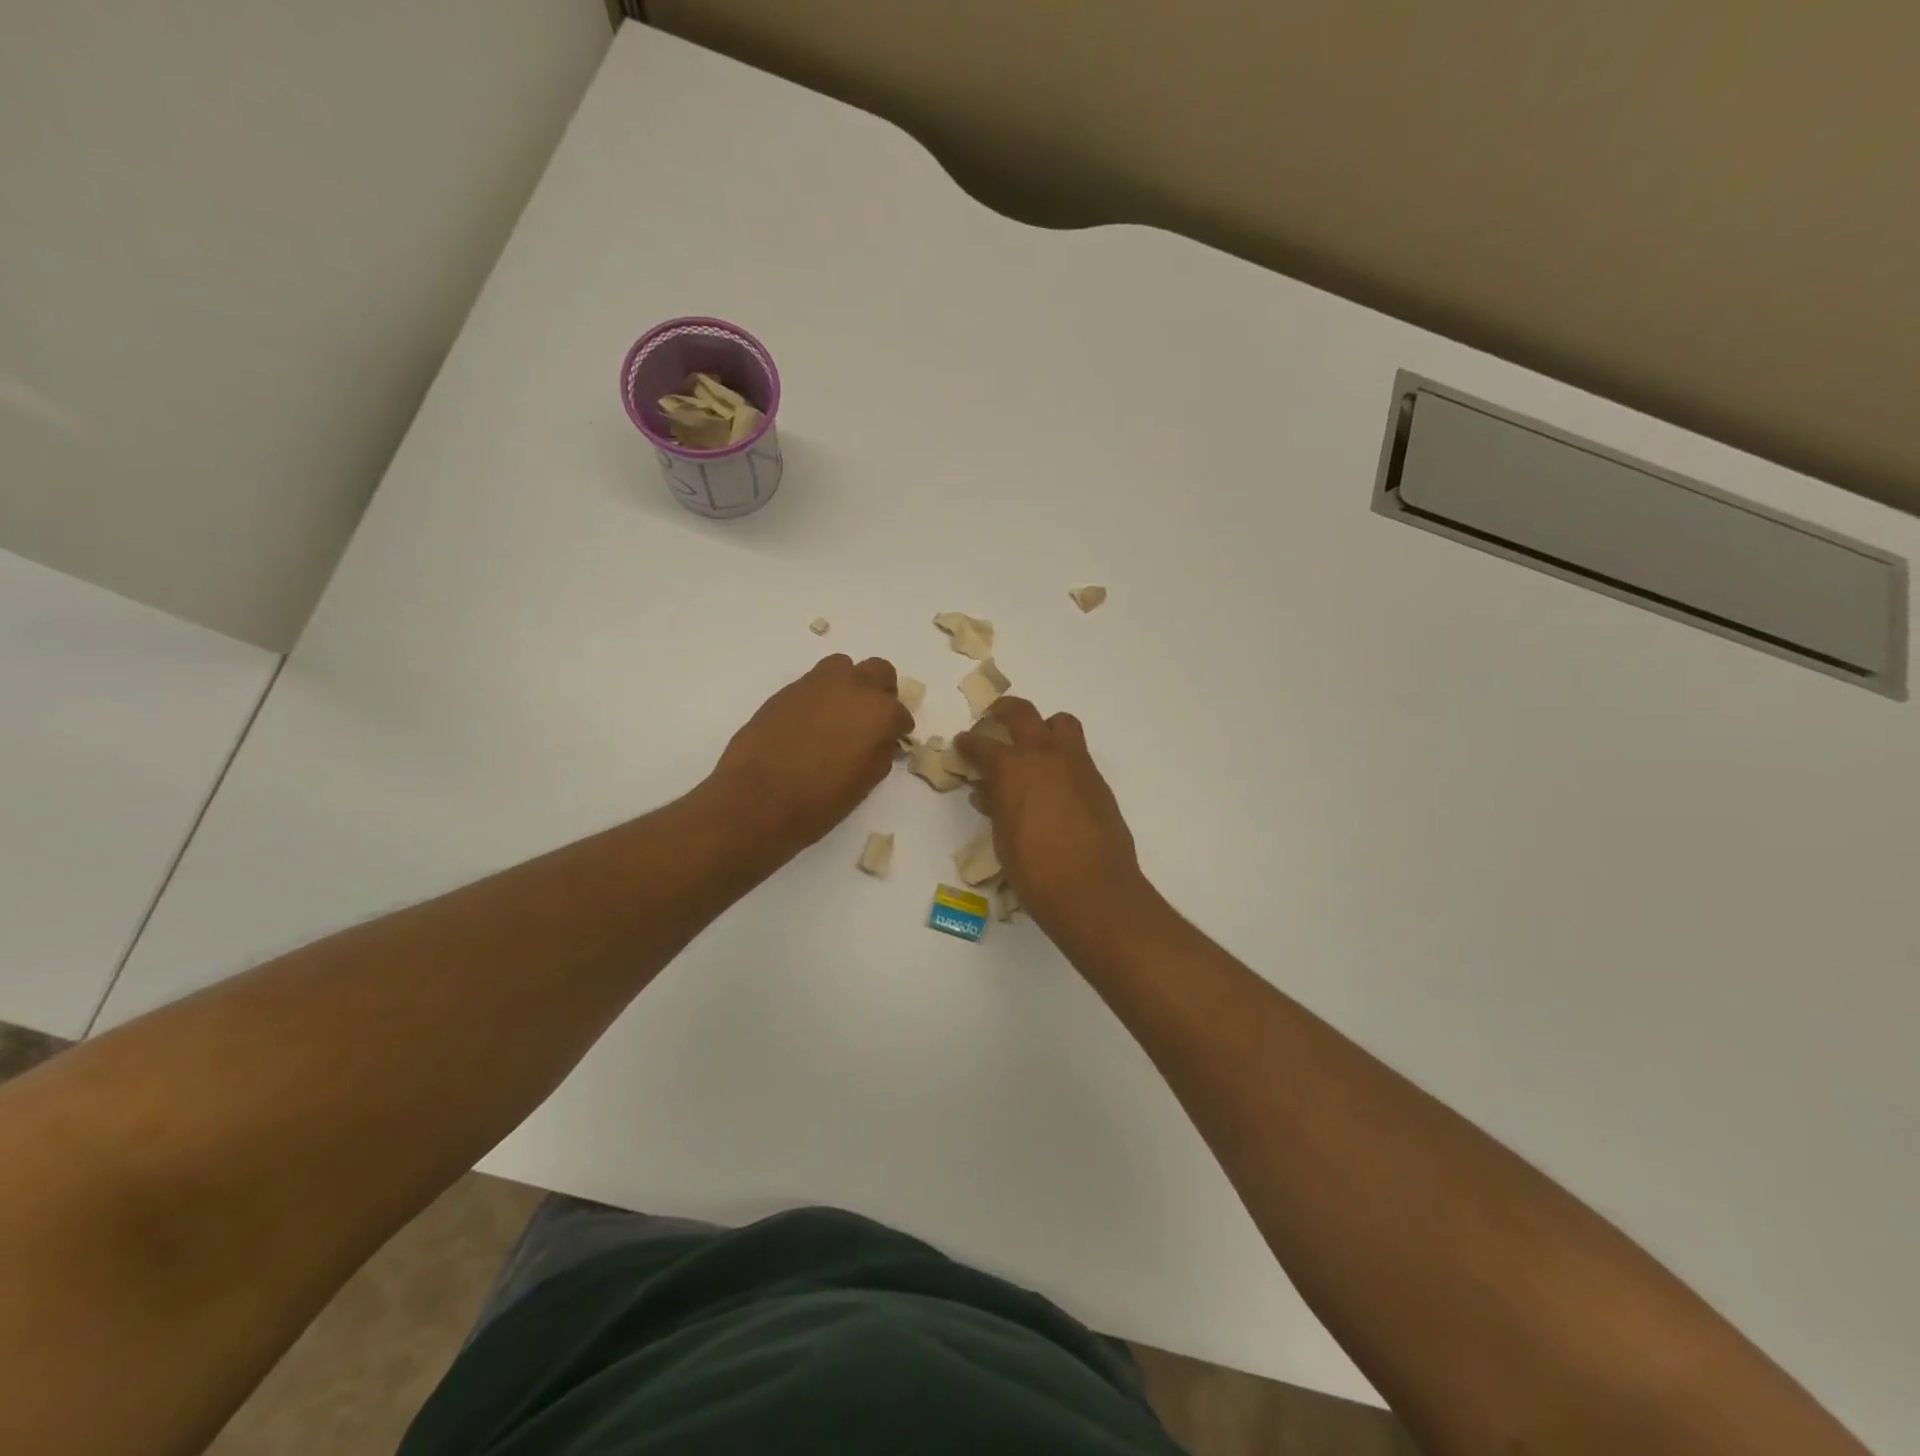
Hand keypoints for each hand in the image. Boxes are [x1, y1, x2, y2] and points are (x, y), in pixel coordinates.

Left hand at [710, 655, 912, 854]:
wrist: (758, 799)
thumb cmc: (820, 801)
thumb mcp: (865, 782)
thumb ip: (880, 752)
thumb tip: (881, 740)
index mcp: (879, 713)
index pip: (901, 713)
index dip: (897, 729)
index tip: (890, 742)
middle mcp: (853, 688)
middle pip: (879, 671)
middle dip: (880, 692)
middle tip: (870, 718)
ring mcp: (817, 684)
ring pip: (843, 667)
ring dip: (848, 685)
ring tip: (838, 714)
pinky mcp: (787, 689)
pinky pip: (813, 683)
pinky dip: (819, 697)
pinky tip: (810, 724)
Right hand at [954, 698, 1144, 933]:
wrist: (1093, 889)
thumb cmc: (1035, 871)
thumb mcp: (1003, 838)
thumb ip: (996, 806)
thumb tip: (987, 792)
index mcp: (1012, 768)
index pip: (982, 745)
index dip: (968, 743)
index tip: (962, 743)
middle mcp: (1044, 755)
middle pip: (1022, 713)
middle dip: (1003, 711)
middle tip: (993, 719)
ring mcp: (1076, 764)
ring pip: (1060, 723)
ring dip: (1043, 726)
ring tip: (1034, 744)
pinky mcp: (1097, 781)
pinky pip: (1078, 753)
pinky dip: (1062, 756)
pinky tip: (1055, 782)